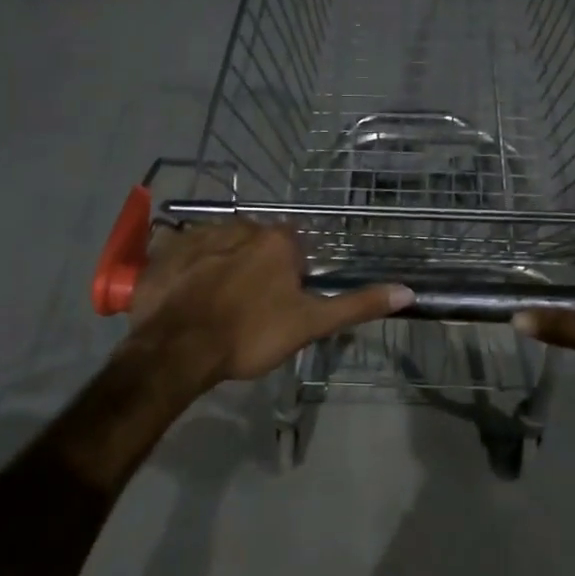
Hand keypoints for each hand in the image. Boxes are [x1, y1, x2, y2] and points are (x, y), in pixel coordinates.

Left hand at [128, 221, 413, 386]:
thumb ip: (356, 305)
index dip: (288, 277)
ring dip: (221, 266)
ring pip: (221, 246)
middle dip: (255, 268)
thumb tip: (408, 291)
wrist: (178, 349)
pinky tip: (185, 296)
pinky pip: (183, 252)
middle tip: (246, 309)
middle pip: (256, 244)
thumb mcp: (310, 325)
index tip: (279, 304)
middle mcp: (240, 226)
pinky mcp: (165, 249)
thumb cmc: (250, 336)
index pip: (293, 249)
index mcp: (277, 241)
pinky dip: (187, 269)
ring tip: (213, 305)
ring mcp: (198, 234)